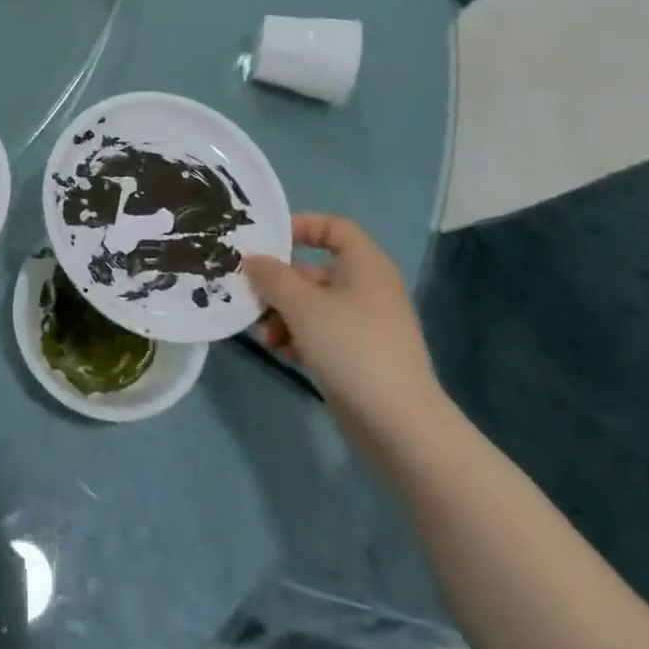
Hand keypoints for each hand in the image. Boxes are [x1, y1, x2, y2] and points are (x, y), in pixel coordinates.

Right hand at [244, 215, 446, 450]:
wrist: (399, 422)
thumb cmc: (351, 347)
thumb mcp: (302, 305)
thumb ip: (271, 277)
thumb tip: (252, 259)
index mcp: (364, 265)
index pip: (333, 227)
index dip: (300, 226)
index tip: (266, 242)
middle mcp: (367, 288)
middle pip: (313, 270)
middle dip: (278, 283)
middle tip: (250, 295)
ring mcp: (364, 324)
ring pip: (313, 305)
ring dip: (282, 314)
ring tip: (265, 335)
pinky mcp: (359, 355)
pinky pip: (320, 332)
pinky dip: (298, 337)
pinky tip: (282, 353)